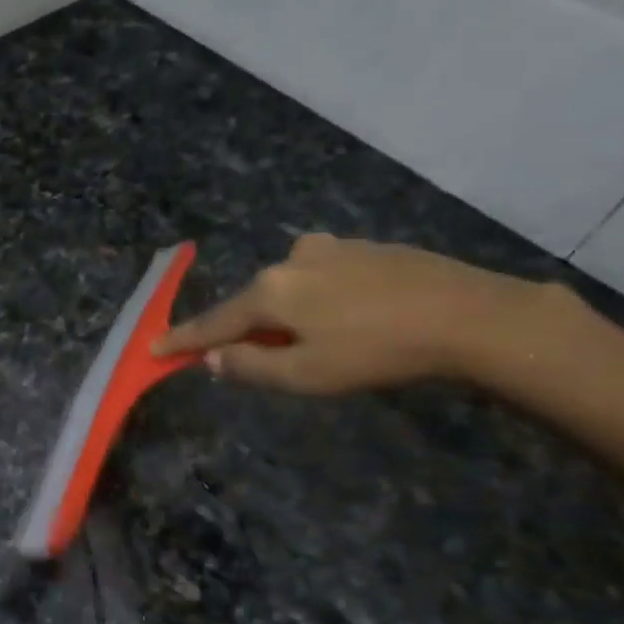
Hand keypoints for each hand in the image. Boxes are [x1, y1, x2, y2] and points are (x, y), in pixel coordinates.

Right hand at [155, 233, 562, 394]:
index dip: (182, 341)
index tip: (152, 350)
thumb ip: (249, 367)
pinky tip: (345, 318)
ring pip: (288, 288)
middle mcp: (292, 259)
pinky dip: (316, 300)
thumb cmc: (377, 353)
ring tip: (311, 343)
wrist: (470, 316)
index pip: (213, 323)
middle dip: (244, 330)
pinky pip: (320, 277)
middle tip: (252, 359)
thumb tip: (211, 358)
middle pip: (251, 302)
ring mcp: (331, 248)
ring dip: (284, 315)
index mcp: (270, 291)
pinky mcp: (365, 248)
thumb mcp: (305, 376)